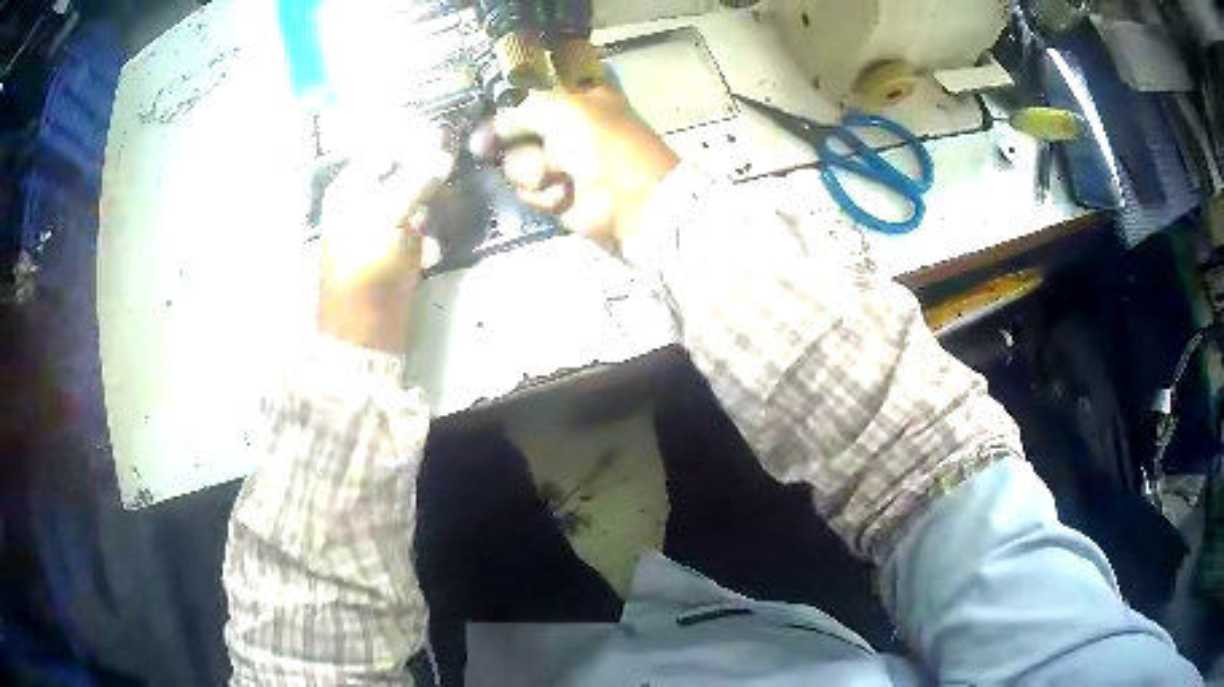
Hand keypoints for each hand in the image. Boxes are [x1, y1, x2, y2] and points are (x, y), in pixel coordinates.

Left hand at [316, 123, 452, 355]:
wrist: (363, 326)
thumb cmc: (365, 267)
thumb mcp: (388, 217)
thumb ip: (415, 181)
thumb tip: (444, 155)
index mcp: (350, 187)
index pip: (384, 149)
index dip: (412, 140)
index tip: (445, 134)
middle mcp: (363, 200)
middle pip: (400, 170)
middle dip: (426, 169)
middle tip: (452, 164)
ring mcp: (380, 224)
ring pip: (412, 195)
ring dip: (431, 198)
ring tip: (445, 201)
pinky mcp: (395, 247)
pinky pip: (417, 223)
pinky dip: (429, 225)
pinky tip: (434, 235)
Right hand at [474, 86, 678, 251]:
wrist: (630, 199)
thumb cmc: (601, 142)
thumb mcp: (558, 107)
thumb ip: (514, 108)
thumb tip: (481, 135)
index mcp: (572, 90)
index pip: (525, 84)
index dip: (505, 94)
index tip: (489, 103)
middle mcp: (562, 119)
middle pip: (510, 123)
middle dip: (507, 138)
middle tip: (491, 144)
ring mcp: (558, 156)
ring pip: (514, 160)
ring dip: (533, 169)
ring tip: (560, 174)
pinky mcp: (555, 189)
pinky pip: (527, 188)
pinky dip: (544, 193)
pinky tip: (565, 194)